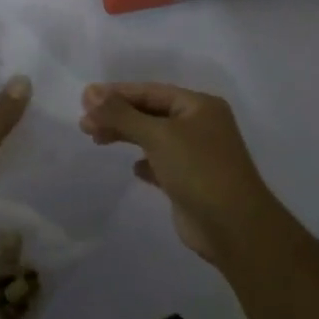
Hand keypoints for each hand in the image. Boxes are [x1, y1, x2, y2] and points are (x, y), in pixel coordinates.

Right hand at [79, 82, 281, 263]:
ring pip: (154, 137)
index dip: (117, 93)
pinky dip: (145, 162)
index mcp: (199, 105)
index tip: (85, 99)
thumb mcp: (157, 135)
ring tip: (97, 139)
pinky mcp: (191, 181)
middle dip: (117, 115)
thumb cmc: (198, 170)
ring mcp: (197, 154)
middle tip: (84, 123)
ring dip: (126, 136)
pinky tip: (134, 168)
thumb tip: (89, 92)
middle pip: (150, 113)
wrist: (234, 228)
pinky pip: (161, 163)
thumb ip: (121, 114)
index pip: (150, 91)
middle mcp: (200, 125)